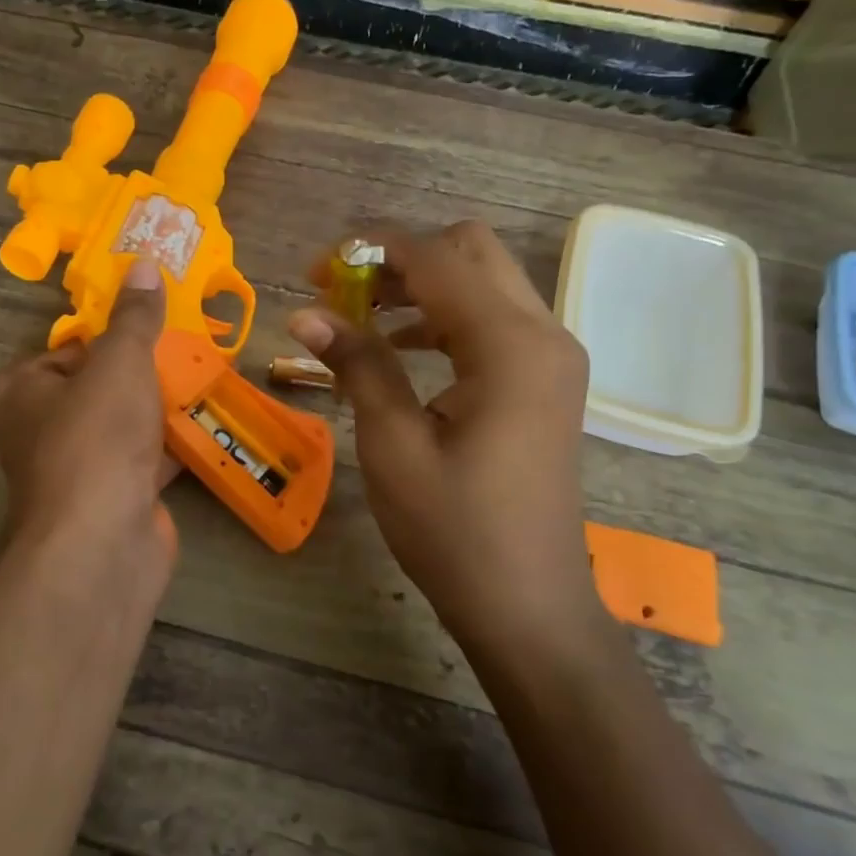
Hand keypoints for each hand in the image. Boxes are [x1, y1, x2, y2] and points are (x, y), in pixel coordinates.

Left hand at [0, 258, 176, 597]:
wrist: (103, 541)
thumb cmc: (96, 437)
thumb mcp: (118, 362)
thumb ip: (134, 317)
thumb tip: (143, 265)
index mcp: (21, 390)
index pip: (70, 348)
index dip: (113, 336)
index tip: (157, 325)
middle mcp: (41, 428)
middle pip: (101, 385)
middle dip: (146, 371)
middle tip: (192, 347)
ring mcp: (78, 468)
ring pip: (126, 423)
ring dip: (163, 407)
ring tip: (207, 377)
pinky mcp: (112, 498)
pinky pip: (146, 459)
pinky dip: (173, 445)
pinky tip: (209, 424)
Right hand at [288, 222, 601, 647]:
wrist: (528, 606)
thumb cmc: (455, 531)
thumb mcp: (393, 446)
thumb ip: (357, 365)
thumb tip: (304, 313)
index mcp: (509, 345)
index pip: (436, 259)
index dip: (371, 250)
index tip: (317, 268)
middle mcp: (543, 333)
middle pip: (471, 251)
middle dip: (402, 258)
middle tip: (343, 290)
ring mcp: (552, 356)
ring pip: (484, 281)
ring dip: (423, 284)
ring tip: (361, 315)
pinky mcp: (546, 380)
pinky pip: (494, 319)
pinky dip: (446, 315)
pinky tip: (402, 347)